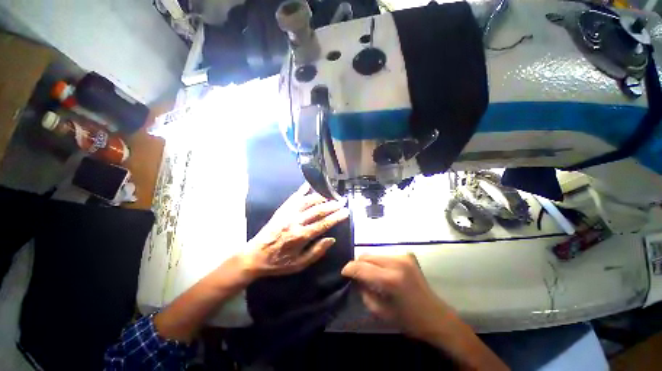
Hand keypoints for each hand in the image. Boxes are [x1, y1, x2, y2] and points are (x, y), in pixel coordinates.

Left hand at [242, 184, 348, 278]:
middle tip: (342, 202)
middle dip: (332, 205)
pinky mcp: (281, 210)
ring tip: (330, 196)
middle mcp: (295, 222)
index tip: (346, 212)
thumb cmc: (278, 263)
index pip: (323, 224)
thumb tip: (331, 239)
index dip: (336, 217)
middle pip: (317, 210)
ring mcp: (287, 213)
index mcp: (300, 236)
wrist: (254, 256)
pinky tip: (309, 184)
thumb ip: (316, 252)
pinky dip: (302, 190)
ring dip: (321, 197)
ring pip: (307, 201)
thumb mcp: (299, 264)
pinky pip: (294, 197)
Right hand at [341, 254, 452, 340]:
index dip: (349, 268)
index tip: (343, 273)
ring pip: (374, 253)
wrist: (437, 317)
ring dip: (367, 262)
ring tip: (368, 274)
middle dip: (358, 264)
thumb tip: (355, 279)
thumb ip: (364, 292)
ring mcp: (403, 256)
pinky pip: (384, 254)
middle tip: (355, 276)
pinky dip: (377, 261)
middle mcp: (396, 262)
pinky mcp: (407, 255)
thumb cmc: (409, 320)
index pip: (362, 267)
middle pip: (367, 255)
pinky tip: (380, 272)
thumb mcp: (381, 311)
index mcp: (391, 280)